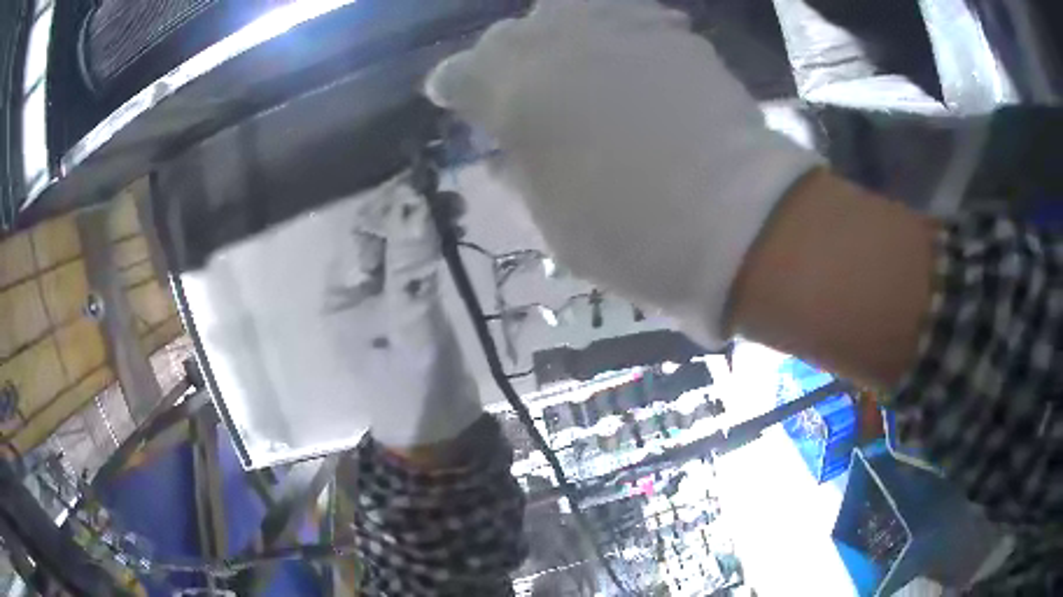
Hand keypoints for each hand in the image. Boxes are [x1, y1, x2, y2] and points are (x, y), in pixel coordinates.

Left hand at [323, 177, 481, 448]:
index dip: (390, 203)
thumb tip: (413, 201)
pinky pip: (417, 260)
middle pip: (379, 233)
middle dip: (411, 209)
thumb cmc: (413, 386)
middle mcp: (357, 288)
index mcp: (343, 294)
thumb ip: (410, 264)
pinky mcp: (408, 301)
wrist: (436, 431)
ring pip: (401, 243)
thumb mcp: (411, 325)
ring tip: (457, 210)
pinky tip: (454, 229)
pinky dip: (434, 242)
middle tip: (449, 197)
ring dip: (425, 222)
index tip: (425, 182)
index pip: (361, 232)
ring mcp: (383, 294)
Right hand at [427, 0, 819, 344]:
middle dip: (503, 61)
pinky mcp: (673, 34)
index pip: (459, 75)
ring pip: (565, 9)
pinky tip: (633, 58)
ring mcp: (619, 28)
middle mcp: (556, 42)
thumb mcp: (552, 223)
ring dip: (558, 35)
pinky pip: (629, 16)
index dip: (453, 88)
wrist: (737, 219)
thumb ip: (520, 174)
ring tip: (574, 65)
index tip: (454, 98)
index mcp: (511, 92)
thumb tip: (506, 152)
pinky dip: (618, 33)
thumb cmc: (632, 235)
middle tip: (519, 89)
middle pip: (509, 35)